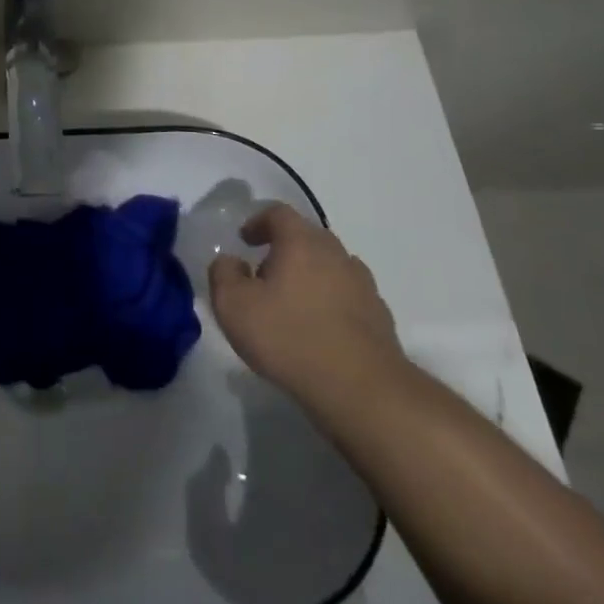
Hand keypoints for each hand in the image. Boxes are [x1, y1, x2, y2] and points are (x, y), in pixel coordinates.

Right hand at [208, 204, 405, 427]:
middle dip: (284, 250)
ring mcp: (363, 285)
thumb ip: (223, 274)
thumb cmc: (289, 338)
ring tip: (292, 306)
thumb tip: (231, 262)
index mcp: (301, 242)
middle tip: (264, 276)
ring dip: (310, 276)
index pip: (278, 213)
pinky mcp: (380, 317)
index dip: (258, 222)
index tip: (245, 241)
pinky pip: (348, 297)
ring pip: (330, 267)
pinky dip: (331, 303)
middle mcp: (336, 253)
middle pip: (307, 237)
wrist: (362, 390)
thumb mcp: (233, 306)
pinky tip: (318, 331)